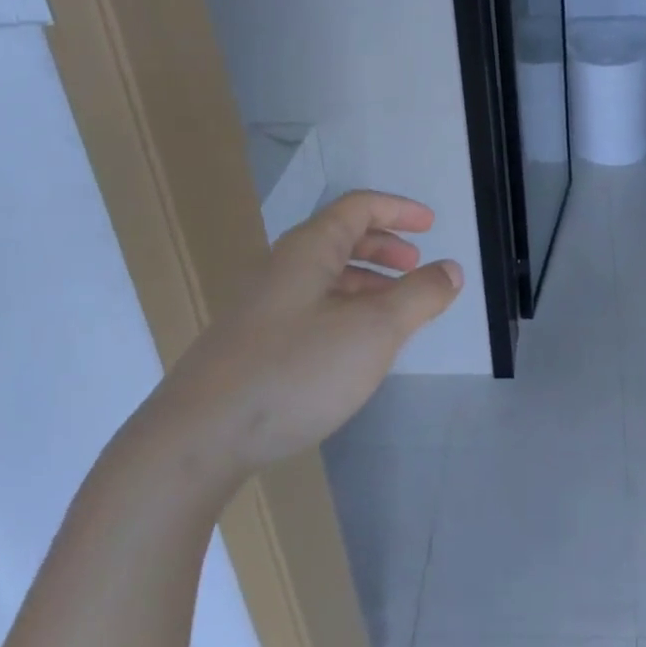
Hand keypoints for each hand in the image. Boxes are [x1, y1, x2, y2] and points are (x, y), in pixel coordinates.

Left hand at [138, 191, 462, 484]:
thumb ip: (419, 296)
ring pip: (324, 277)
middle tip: (414, 264)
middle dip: (383, 246)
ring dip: (365, 282)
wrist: (196, 439)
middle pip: (339, 238)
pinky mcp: (251, 344)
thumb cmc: (295, 370)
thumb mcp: (374, 331)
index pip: (358, 207)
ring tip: (394, 310)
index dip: (398, 210)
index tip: (431, 225)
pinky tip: (352, 348)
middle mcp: (281, 268)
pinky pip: (309, 307)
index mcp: (308, 250)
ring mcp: (261, 307)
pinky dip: (343, 310)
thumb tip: (450, 269)